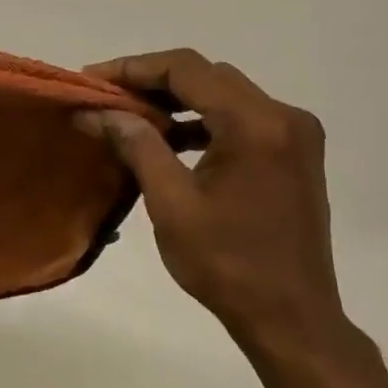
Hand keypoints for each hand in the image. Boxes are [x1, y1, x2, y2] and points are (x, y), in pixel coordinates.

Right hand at [77, 49, 351, 354]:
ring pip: (225, 94)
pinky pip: (242, 118)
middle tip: (107, 97)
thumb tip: (96, 111)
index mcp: (255, 124)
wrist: (292, 319)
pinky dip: (204, 121)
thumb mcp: (171, 203)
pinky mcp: (295, 154)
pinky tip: (170, 140)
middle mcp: (283, 116)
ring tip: (131, 116)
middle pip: (208, 76)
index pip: (186, 69)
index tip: (92, 80)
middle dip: (153, 81)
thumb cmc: (227, 264)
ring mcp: (295, 134)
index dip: (134, 68)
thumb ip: (135, 145)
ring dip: (178, 100)